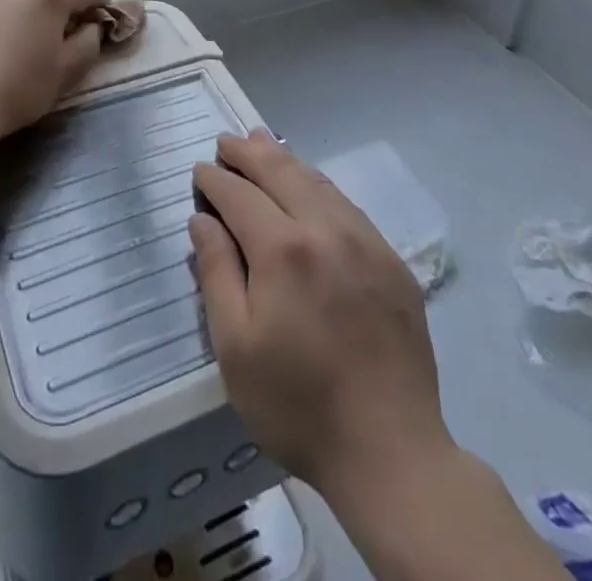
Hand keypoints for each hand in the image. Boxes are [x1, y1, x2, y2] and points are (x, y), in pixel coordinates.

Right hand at [190, 130, 452, 503]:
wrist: (391, 452)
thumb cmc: (298, 404)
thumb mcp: (235, 347)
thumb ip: (216, 273)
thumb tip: (203, 220)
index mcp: (283, 249)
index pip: (240, 195)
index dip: (216, 179)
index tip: (200, 170)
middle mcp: (325, 229)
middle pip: (280, 171)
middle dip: (248, 151)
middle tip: (226, 140)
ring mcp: (365, 241)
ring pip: (316, 180)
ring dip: (284, 158)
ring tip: (261, 141)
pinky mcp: (391, 260)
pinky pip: (347, 204)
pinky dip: (318, 184)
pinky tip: (309, 185)